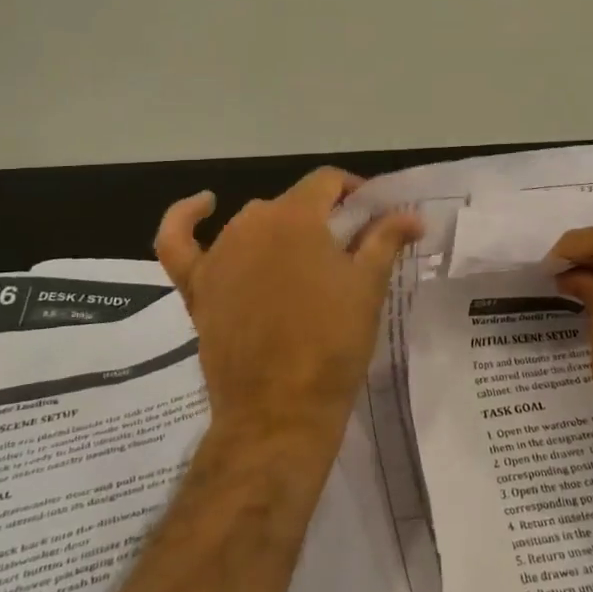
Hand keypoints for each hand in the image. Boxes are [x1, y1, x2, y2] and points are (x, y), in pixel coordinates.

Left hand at [155, 168, 421, 454]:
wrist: (280, 409)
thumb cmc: (333, 343)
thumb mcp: (368, 286)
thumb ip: (386, 239)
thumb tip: (412, 215)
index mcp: (296, 217)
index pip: (326, 181)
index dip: (352, 191)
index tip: (371, 214)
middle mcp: (251, 222)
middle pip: (292, 204)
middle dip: (321, 217)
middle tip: (347, 249)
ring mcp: (219, 254)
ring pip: (251, 223)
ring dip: (278, 231)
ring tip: (304, 260)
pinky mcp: (196, 286)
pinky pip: (180, 242)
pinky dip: (187, 218)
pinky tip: (204, 206)